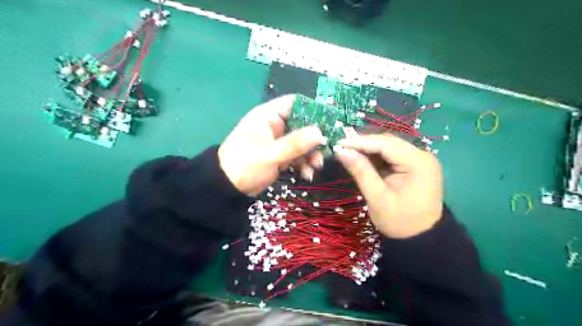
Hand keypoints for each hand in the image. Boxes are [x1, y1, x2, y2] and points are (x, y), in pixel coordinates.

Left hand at [219, 95, 326, 195]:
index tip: (329, 122)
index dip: (313, 110)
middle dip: (315, 139)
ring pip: (302, 142)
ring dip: (311, 154)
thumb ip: (295, 144)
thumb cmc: (244, 165)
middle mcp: (275, 126)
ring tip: (315, 166)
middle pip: (303, 125)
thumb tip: (320, 133)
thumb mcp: (270, 154)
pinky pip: (298, 155)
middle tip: (325, 150)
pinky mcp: (280, 155)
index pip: (294, 103)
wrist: (227, 188)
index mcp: (269, 116)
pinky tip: (306, 174)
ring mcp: (279, 141)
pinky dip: (304, 164)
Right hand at [335, 133, 443, 237]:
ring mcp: (420, 160)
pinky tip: (364, 160)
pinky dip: (377, 157)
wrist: (421, 238)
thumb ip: (360, 171)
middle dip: (364, 144)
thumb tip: (341, 151)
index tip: (338, 144)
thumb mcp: (377, 197)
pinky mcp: (416, 165)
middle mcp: (422, 155)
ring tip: (349, 154)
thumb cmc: (399, 221)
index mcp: (417, 162)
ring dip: (369, 150)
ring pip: (389, 147)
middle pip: (388, 142)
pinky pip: (393, 156)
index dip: (360, 142)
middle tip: (342, 149)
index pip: (385, 144)